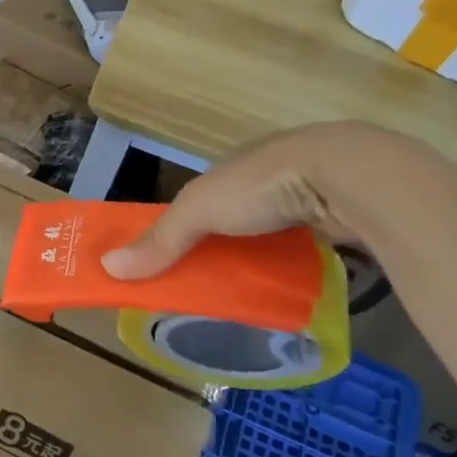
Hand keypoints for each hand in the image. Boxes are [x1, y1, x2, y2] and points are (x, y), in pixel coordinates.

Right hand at [103, 122, 387, 279]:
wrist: (348, 176)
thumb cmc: (261, 185)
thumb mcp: (199, 211)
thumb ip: (160, 240)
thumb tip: (108, 268)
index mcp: (230, 167)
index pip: (198, 199)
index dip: (182, 227)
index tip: (172, 259)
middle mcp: (265, 175)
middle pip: (234, 217)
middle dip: (221, 245)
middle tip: (209, 283)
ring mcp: (306, 192)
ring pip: (271, 230)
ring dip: (259, 254)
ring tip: (248, 289)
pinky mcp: (337, 214)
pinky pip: (306, 241)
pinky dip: (294, 259)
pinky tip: (291, 281)